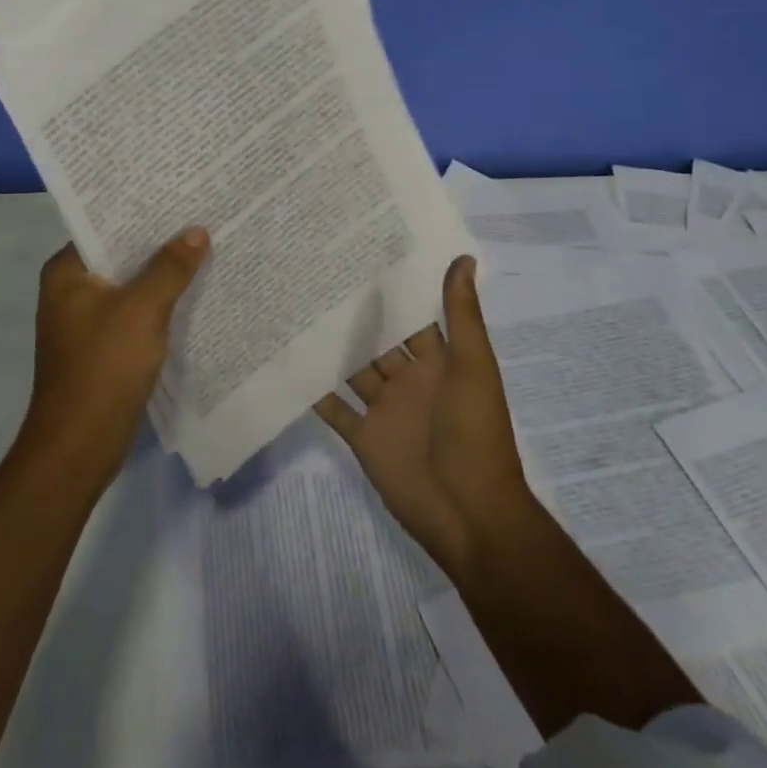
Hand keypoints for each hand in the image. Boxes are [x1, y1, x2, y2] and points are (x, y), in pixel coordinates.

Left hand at [20, 228, 209, 485]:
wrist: (79, 447)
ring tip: (204, 246)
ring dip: (161, 273)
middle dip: (158, 241)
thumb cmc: (103, 367)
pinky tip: (193, 293)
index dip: (141, 211)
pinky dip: (159, 303)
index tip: (178, 195)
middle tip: (200, 216)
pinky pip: (134, 312)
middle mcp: (71, 290)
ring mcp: (86, 320)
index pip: (104, 226)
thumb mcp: (143, 310)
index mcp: (67, 271)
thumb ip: (170, 267)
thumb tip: (197, 231)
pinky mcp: (102, 346)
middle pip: (120, 254)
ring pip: (130, 284)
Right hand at [315, 256, 534, 578]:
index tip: (363, 254)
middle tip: (317, 275)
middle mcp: (409, 380)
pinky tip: (291, 363)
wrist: (468, 513)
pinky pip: (335, 409)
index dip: (394, 290)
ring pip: (354, 369)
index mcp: (438, 362)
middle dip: (356, 315)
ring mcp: (385, 409)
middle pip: (378, 340)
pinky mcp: (364, 437)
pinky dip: (316, 391)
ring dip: (333, 347)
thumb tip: (464, 257)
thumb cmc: (475, 432)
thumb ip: (462, 314)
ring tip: (297, 309)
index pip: (413, 317)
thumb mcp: (474, 366)